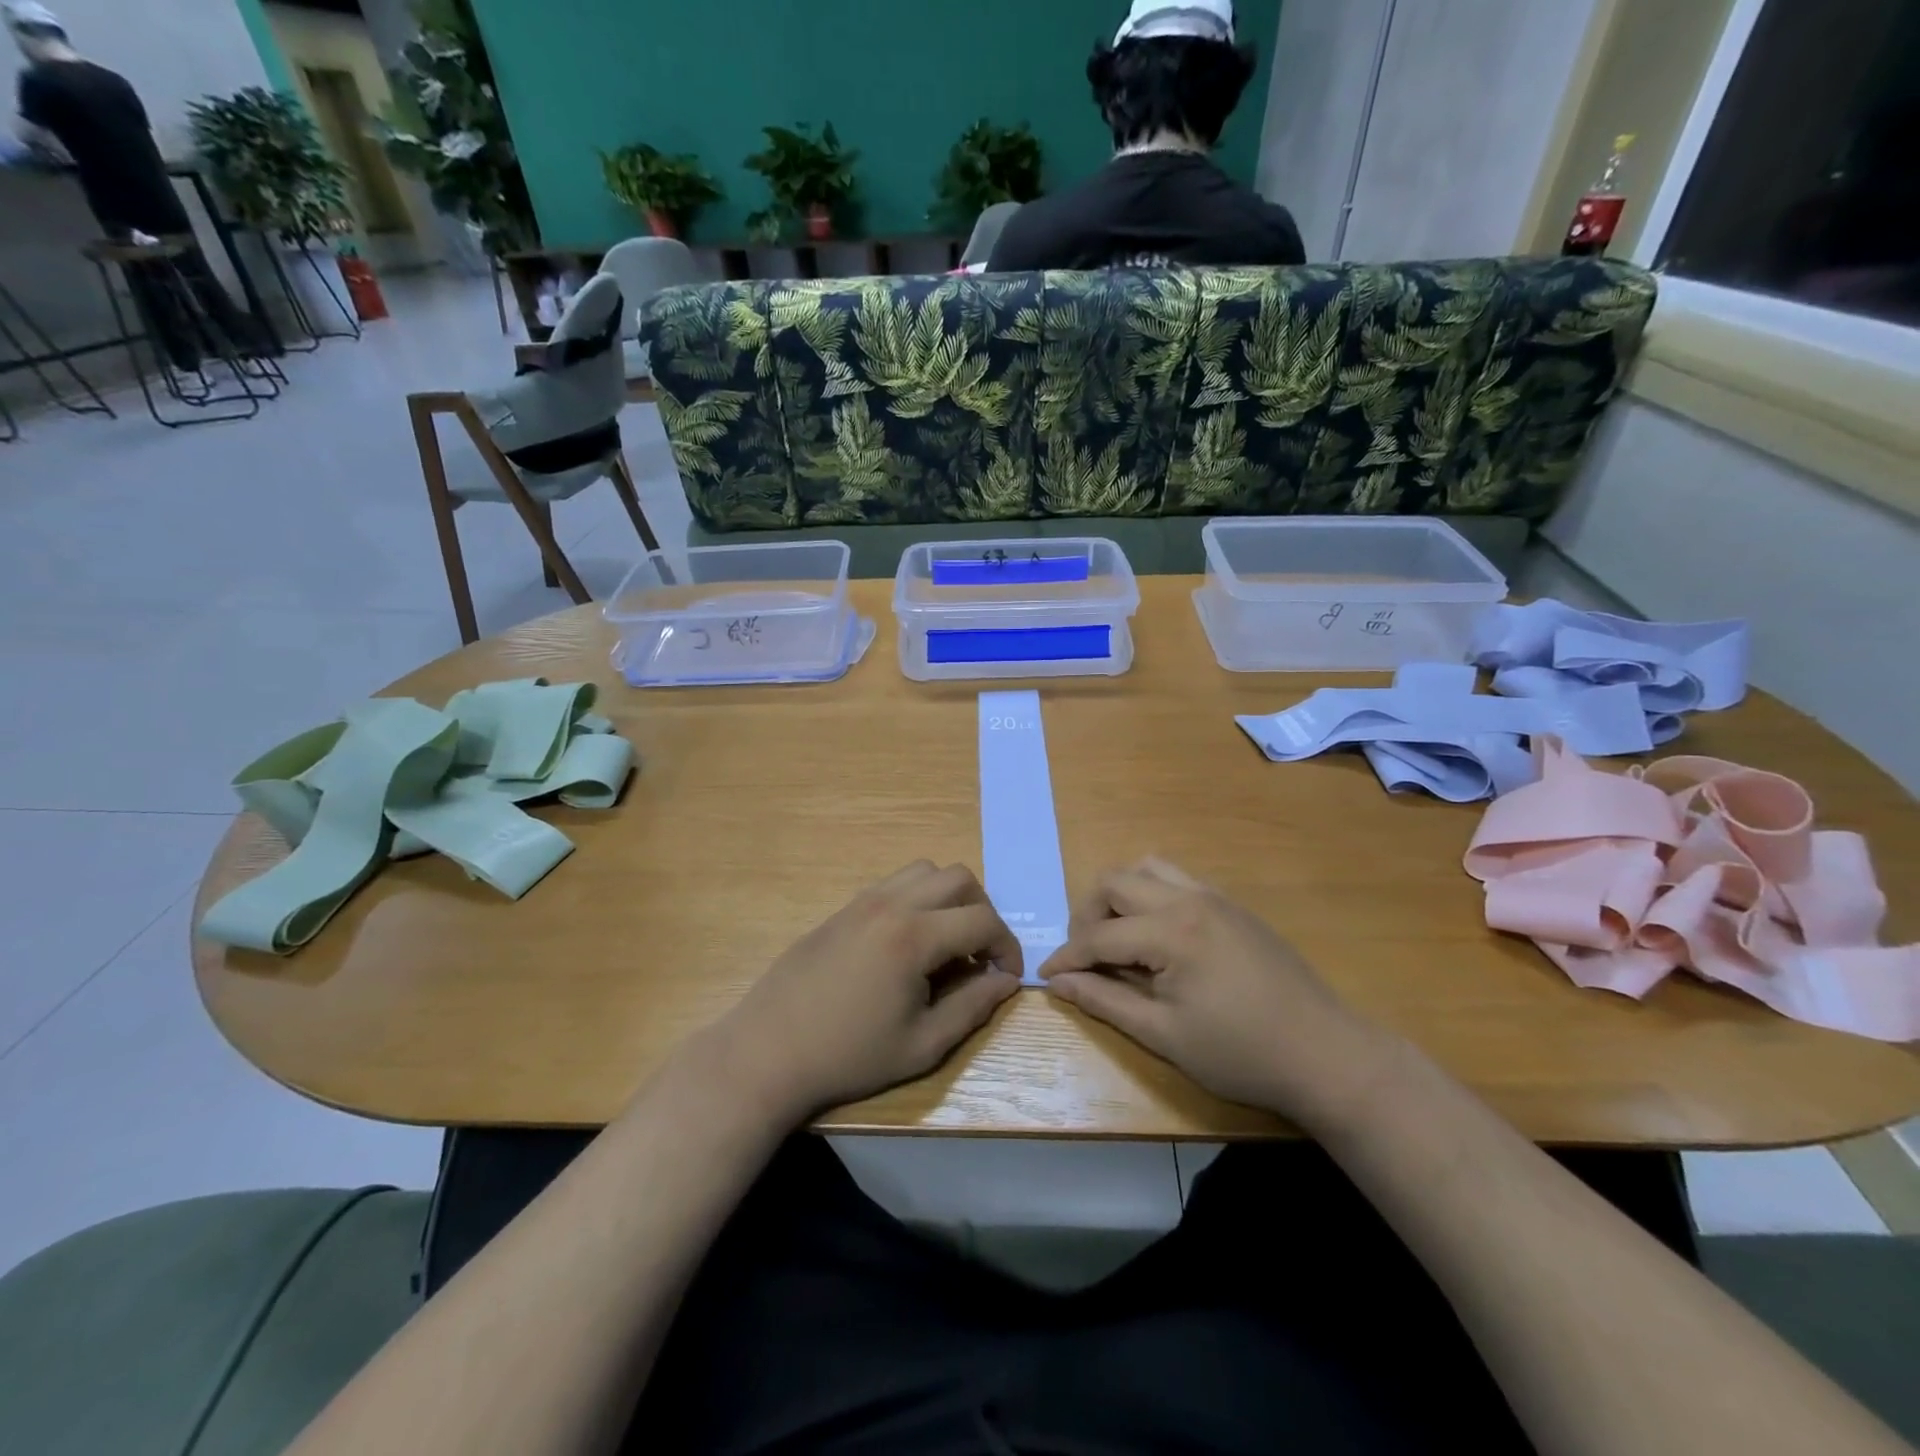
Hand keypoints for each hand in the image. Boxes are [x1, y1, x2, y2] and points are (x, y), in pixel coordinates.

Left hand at [711, 862, 1021, 1121]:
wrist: (769, 1051)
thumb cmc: (848, 1056)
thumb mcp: (921, 1045)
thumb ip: (972, 1007)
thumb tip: (1006, 982)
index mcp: (913, 936)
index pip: (983, 920)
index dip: (1007, 946)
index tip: (1007, 977)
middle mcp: (891, 904)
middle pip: (959, 878)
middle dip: (983, 912)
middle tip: (980, 954)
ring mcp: (863, 900)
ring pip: (925, 871)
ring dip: (949, 898)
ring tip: (947, 943)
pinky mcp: (844, 908)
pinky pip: (894, 883)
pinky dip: (918, 898)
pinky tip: (909, 942)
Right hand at [1039, 858, 1391, 1128]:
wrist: (1326, 1054)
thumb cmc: (1242, 1054)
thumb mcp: (1165, 1035)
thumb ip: (1106, 1001)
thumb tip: (1057, 982)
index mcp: (1171, 932)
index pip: (1099, 934)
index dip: (1067, 956)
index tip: (1046, 976)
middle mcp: (1188, 899)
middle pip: (1115, 882)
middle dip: (1087, 915)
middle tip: (1085, 956)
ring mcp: (1214, 897)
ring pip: (1147, 868)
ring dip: (1120, 895)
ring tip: (1118, 937)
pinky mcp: (1232, 905)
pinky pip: (1177, 878)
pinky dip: (1151, 894)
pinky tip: (1157, 935)